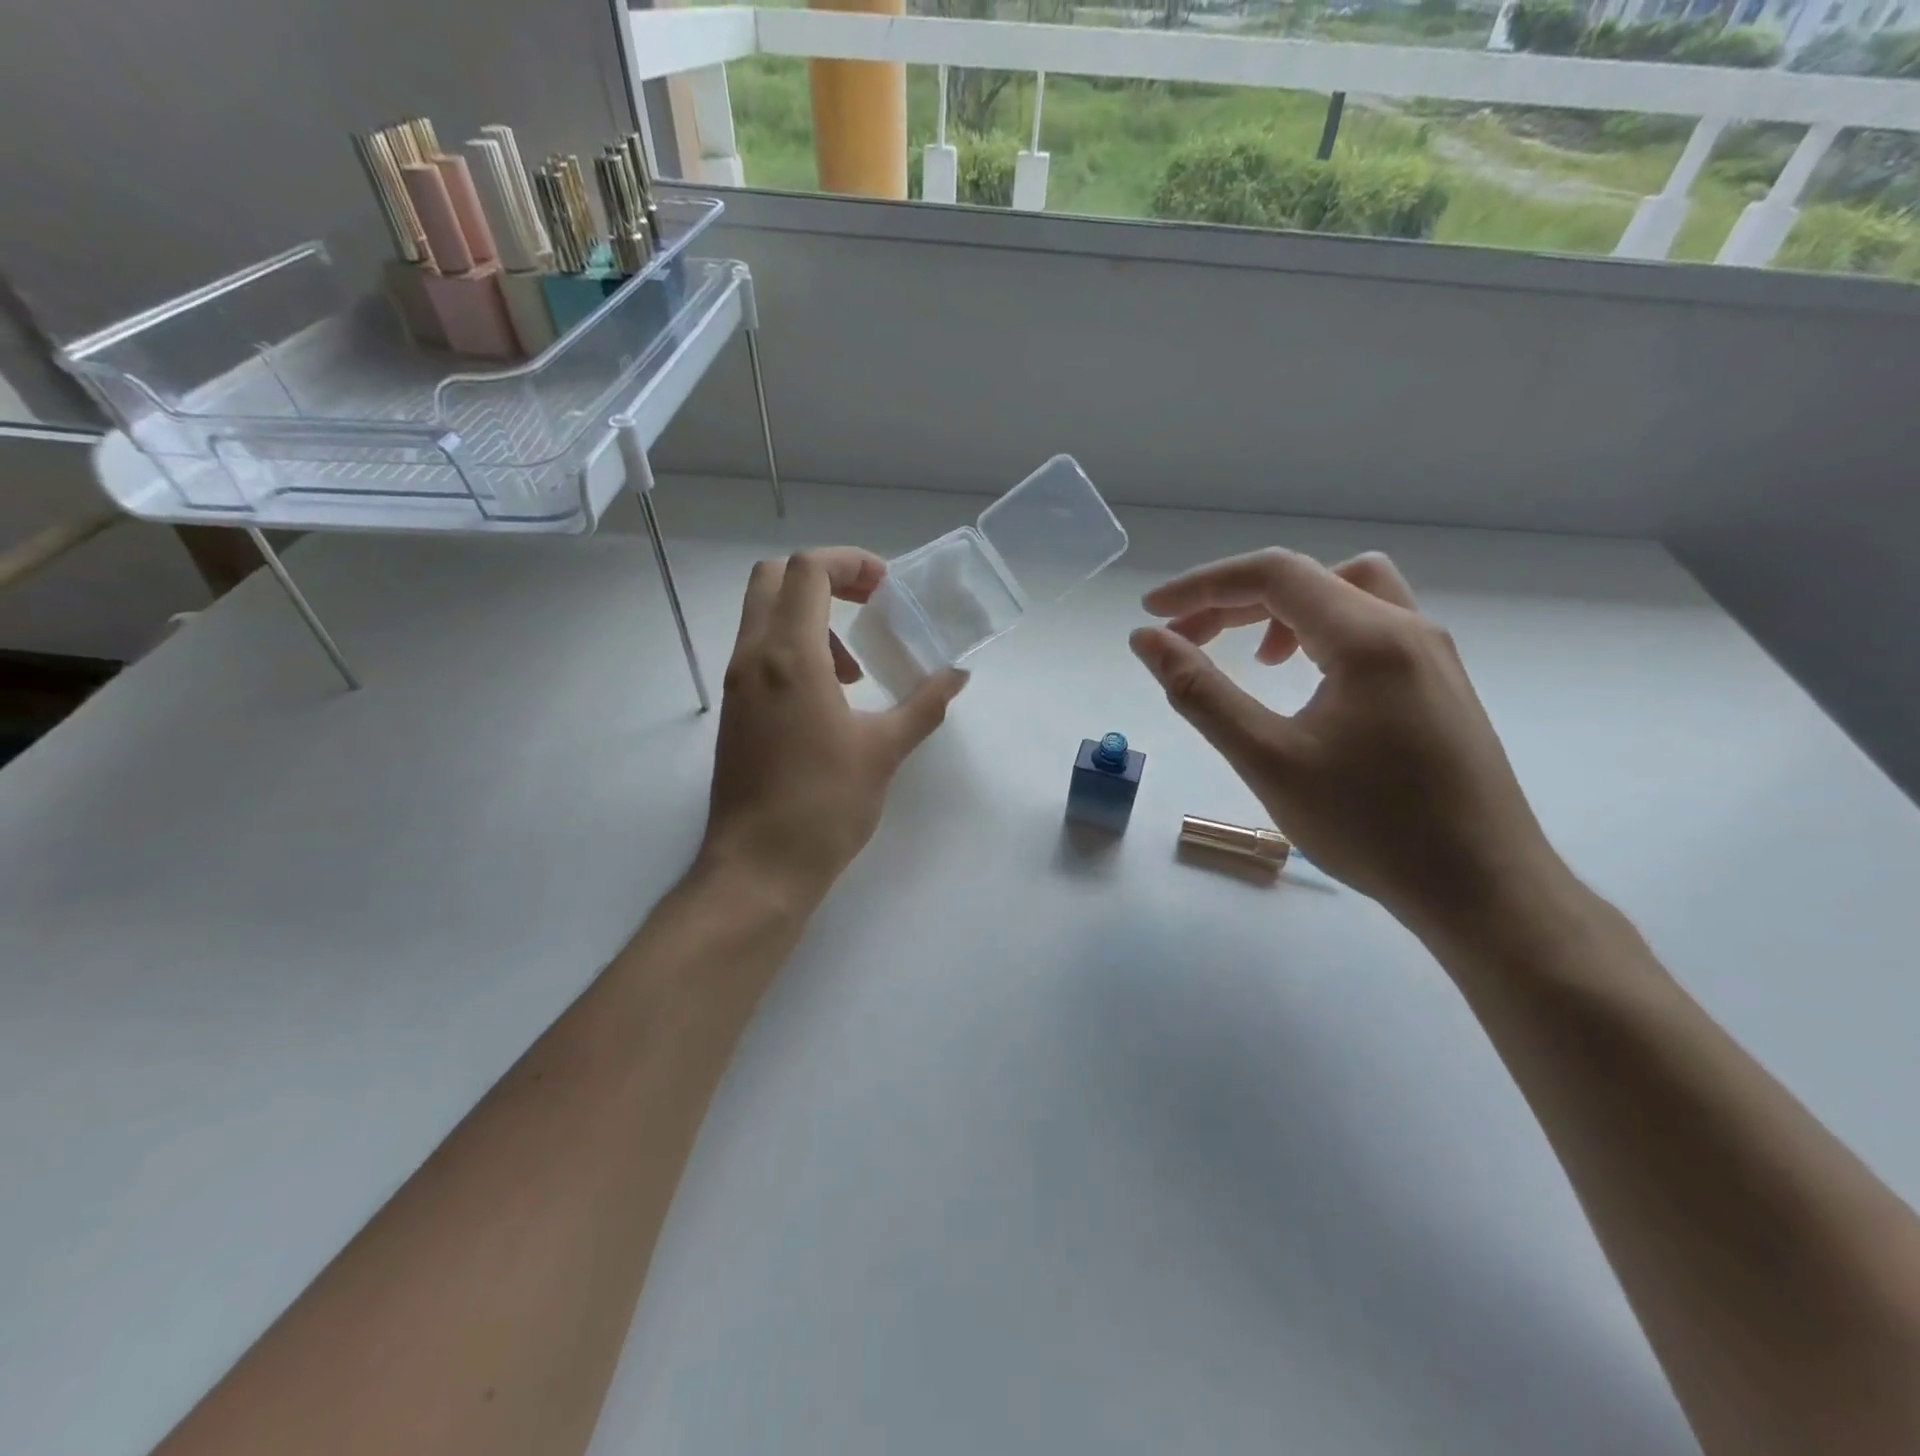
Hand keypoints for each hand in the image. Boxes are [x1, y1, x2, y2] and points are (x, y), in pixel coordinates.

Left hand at [698, 548, 968, 903]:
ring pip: (763, 614)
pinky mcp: (735, 710)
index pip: (808, 570)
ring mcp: (736, 684)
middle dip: (825, 577)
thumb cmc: (824, 806)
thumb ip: (925, 704)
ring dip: (810, 616)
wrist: (759, 867)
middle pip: (774, 577)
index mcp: (789, 656)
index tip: (886, 588)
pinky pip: (759, 651)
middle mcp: (753, 657)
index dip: (850, 562)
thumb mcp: (885, 750)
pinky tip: (830, 699)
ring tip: (854, 668)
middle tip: (867, 604)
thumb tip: (958, 674)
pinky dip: (794, 648)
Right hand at [1130, 548, 1567, 940]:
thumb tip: (1146, 640)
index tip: (1153, 613)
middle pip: (1307, 579)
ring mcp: (1432, 655)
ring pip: (1347, 594)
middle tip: (1184, 641)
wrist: (1483, 889)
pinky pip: (1372, 628)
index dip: (1203, 586)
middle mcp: (1408, 627)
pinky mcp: (1438, 684)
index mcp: (1369, 637)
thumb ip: (1200, 692)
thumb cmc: (1370, 827)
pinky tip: (1304, 682)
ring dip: (1284, 611)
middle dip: (1234, 600)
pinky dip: (1321, 634)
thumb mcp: (1267, 759)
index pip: (1273, 574)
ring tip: (1252, 659)